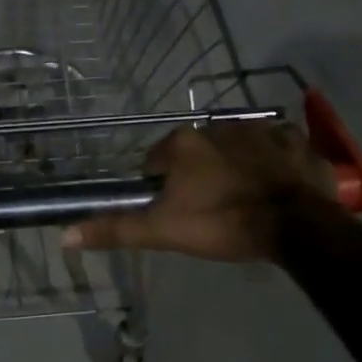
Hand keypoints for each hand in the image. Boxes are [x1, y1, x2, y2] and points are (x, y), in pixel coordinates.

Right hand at [62, 122, 336, 262]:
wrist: (297, 226)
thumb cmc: (223, 223)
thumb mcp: (163, 231)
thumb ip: (116, 229)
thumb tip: (64, 236)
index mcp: (184, 143)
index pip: (157, 159)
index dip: (161, 184)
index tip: (174, 208)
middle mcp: (218, 126)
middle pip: (197, 150)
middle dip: (199, 172)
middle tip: (209, 207)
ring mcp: (261, 129)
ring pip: (236, 145)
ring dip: (234, 163)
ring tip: (243, 198)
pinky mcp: (295, 141)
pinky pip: (277, 146)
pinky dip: (274, 160)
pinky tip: (276, 184)